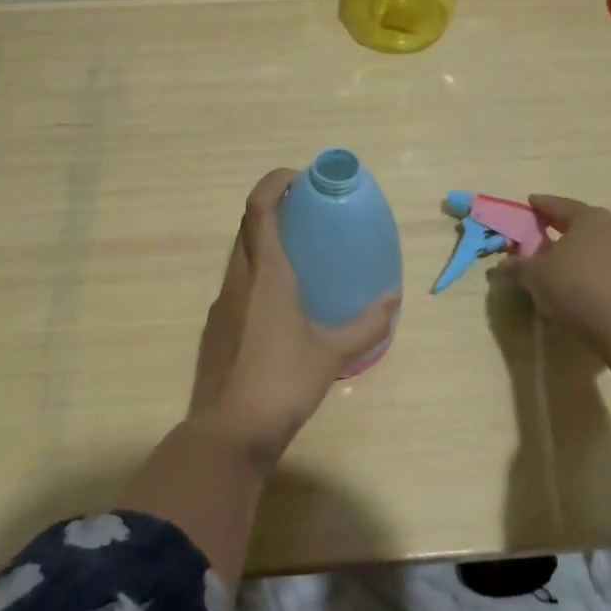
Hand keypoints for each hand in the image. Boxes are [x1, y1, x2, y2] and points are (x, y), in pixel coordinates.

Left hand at [188, 168, 399, 469]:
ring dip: (263, 241)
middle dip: (272, 209)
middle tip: (305, 213)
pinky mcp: (216, 327)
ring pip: (239, 255)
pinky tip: (280, 301)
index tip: (298, 178)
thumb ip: (366, 326)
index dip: (273, 183)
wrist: (230, 432)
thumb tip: (393, 301)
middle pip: (247, 226)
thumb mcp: (332, 355)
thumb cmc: (283, 382)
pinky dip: (256, 273)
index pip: (259, 209)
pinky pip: (236, 283)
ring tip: (297, 253)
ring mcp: (221, 303)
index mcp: (266, 273)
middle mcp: (238, 278)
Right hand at [496, 195, 610, 362]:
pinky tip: (597, 292)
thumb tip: (503, 264)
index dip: (543, 205)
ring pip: (608, 248)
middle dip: (568, 230)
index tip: (531, 203)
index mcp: (590, 219)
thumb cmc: (578, 289)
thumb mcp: (537, 277)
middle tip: (550, 236)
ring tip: (574, 269)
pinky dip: (607, 276)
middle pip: (588, 225)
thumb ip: (519, 266)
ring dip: (591, 255)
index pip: (561, 205)